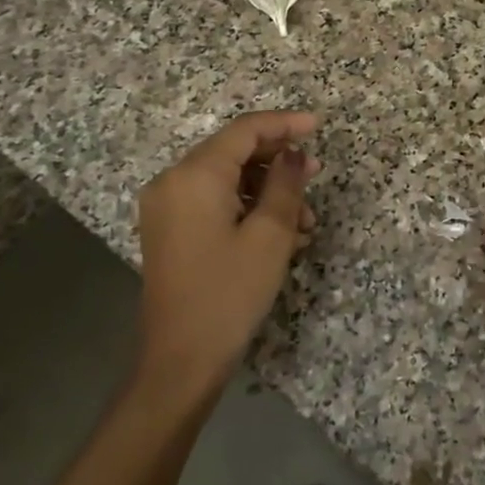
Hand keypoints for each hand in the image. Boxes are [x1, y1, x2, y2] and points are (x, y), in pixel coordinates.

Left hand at [137, 110, 320, 402]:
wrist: (181, 360)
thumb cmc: (230, 293)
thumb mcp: (270, 235)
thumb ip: (285, 183)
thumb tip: (293, 153)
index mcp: (194, 176)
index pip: (244, 131)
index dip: (283, 124)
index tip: (318, 126)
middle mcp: (172, 182)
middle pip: (232, 152)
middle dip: (277, 161)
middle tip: (316, 173)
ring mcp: (166, 208)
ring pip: (226, 180)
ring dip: (267, 191)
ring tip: (304, 221)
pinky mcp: (169, 231)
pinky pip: (213, 202)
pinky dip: (246, 208)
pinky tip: (279, 234)